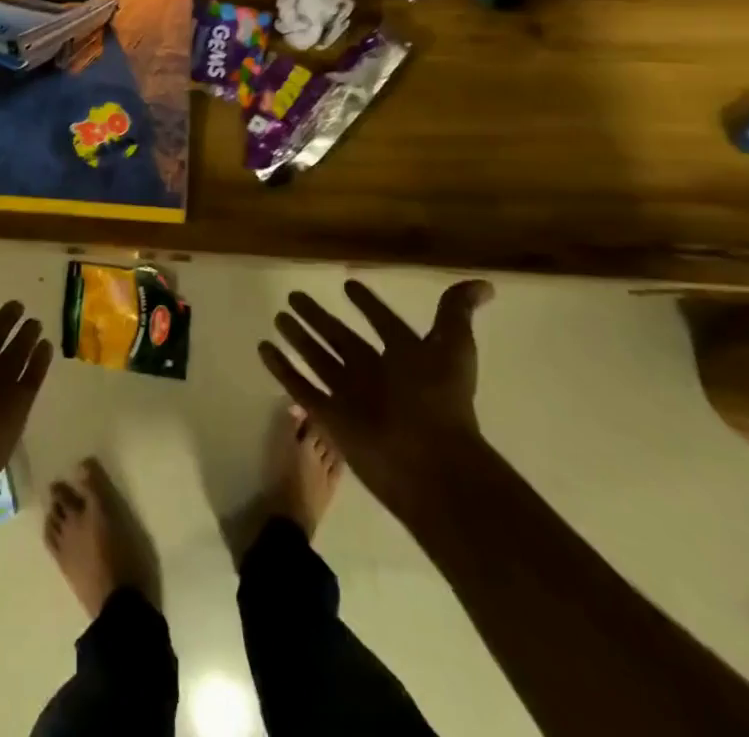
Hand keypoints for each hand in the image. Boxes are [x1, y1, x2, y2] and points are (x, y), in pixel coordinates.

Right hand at [258, 279, 493, 517]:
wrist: (431, 465)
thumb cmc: (440, 401)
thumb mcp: (452, 348)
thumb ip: (457, 313)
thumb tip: (484, 284)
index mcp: (403, 357)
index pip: (381, 322)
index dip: (368, 305)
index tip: (348, 285)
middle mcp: (374, 373)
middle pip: (340, 338)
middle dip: (319, 318)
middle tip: (294, 295)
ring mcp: (350, 395)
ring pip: (317, 358)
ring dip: (298, 338)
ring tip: (278, 316)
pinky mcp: (330, 416)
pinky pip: (299, 386)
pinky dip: (281, 367)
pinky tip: (263, 347)